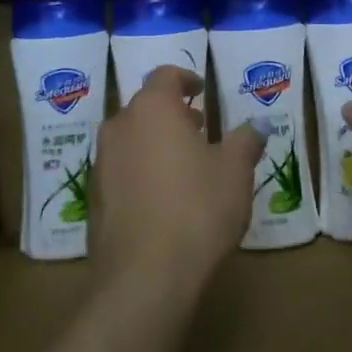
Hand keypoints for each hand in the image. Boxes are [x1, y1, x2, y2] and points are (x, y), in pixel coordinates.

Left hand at [90, 66, 263, 297]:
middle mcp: (120, 126)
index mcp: (152, 108)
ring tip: (184, 165)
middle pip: (145, 107)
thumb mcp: (235, 172)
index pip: (165, 76)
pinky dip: (140, 171)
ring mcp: (101, 162)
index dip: (185, 79)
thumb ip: (245, 141)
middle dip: (171, 113)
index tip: (201, 90)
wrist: (144, 276)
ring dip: (155, 142)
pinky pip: (120, 170)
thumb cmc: (197, 209)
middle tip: (198, 129)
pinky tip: (163, 199)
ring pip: (130, 138)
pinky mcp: (94, 197)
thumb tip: (257, 125)